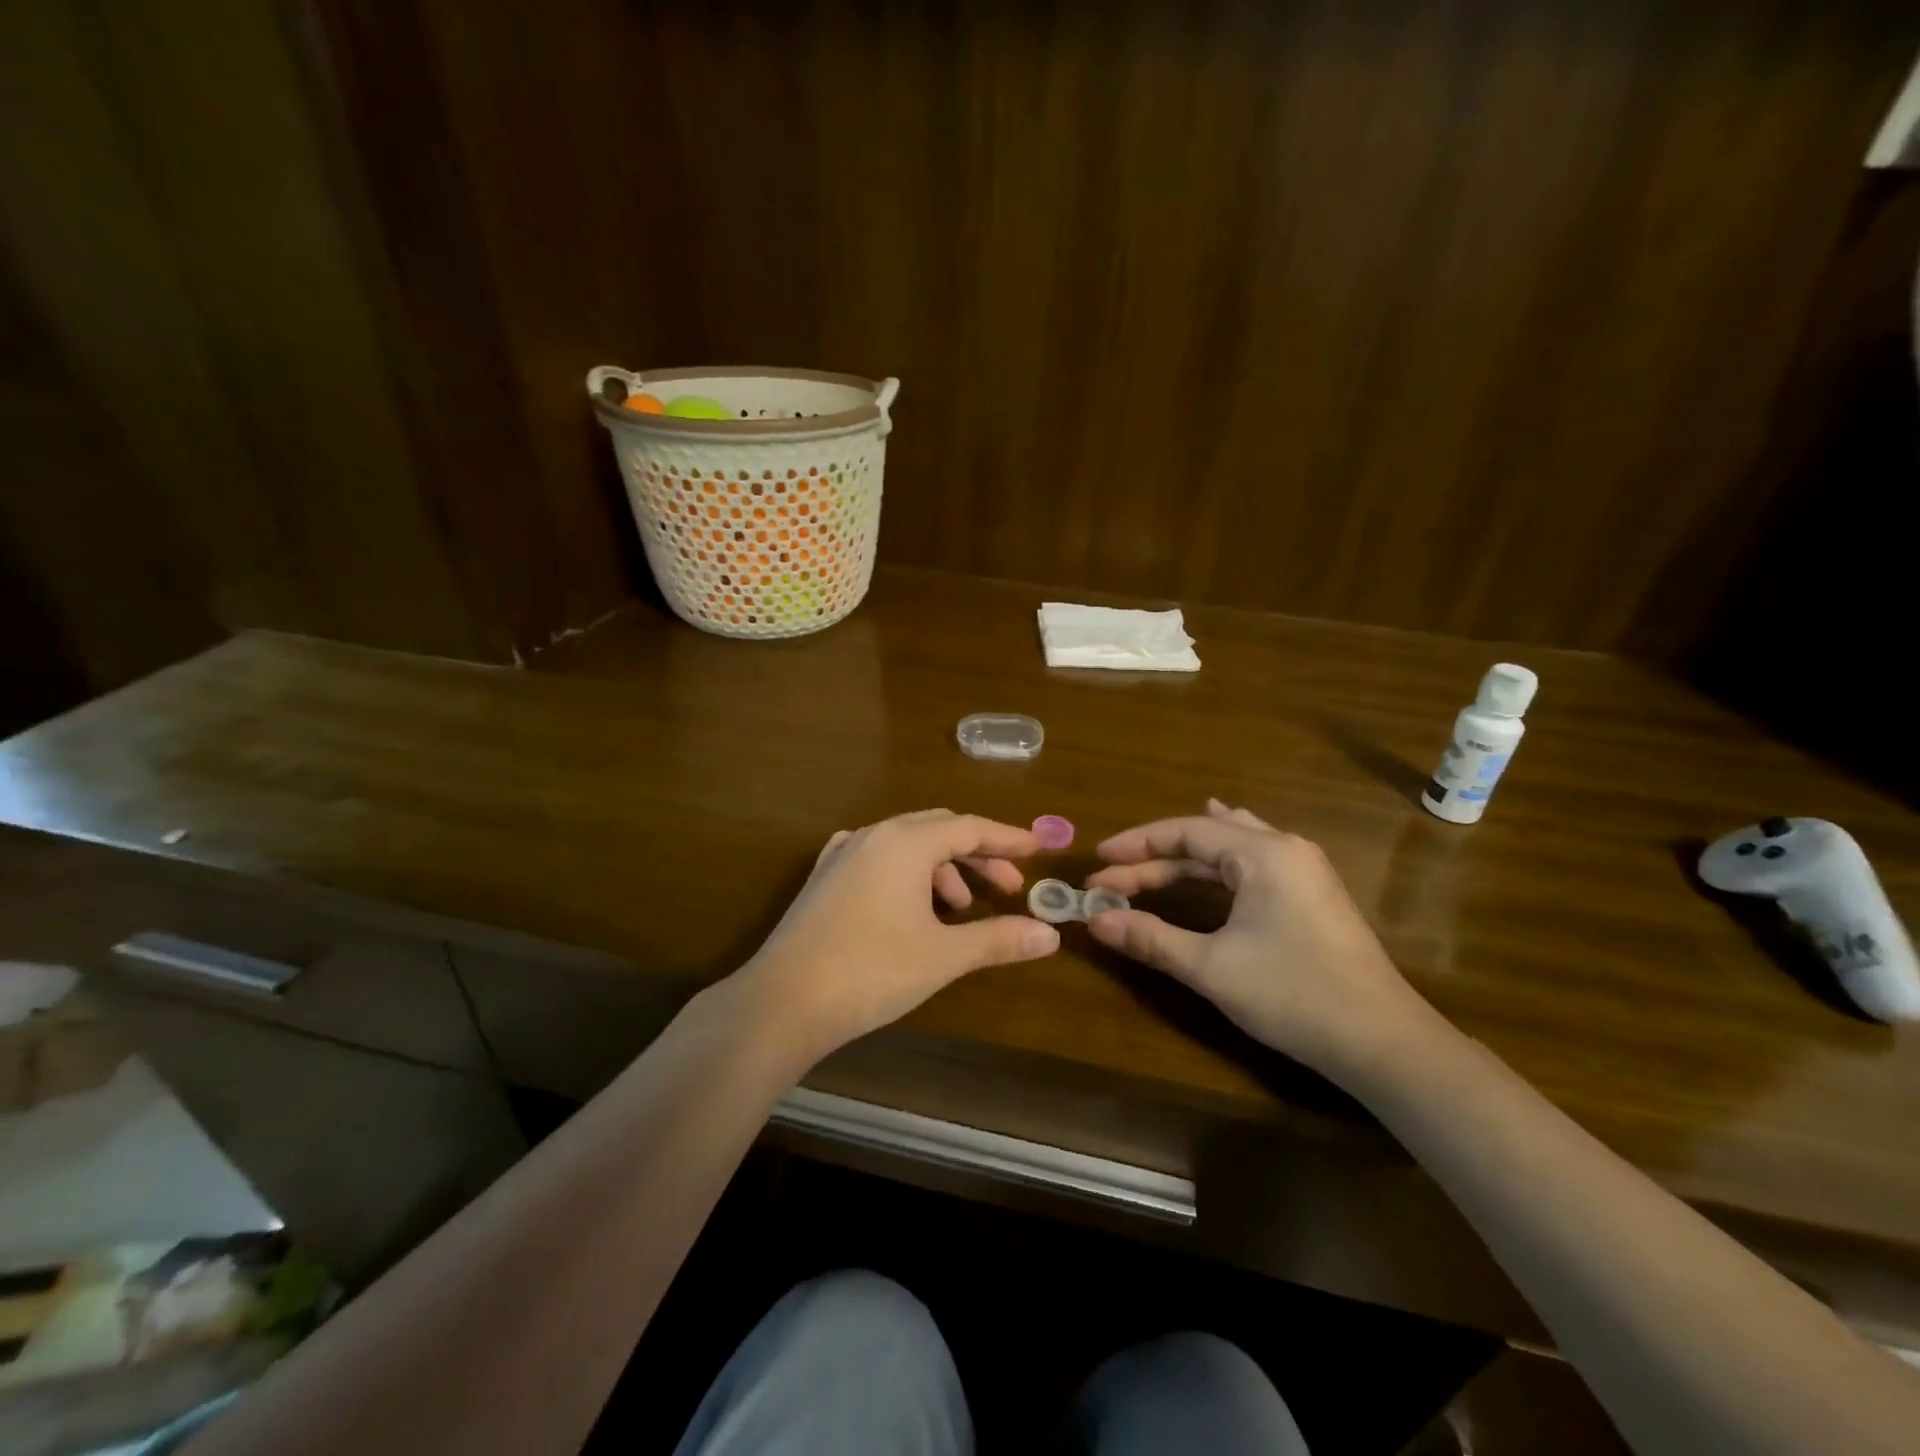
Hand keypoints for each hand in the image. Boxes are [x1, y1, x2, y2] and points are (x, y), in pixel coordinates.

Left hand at [733, 809, 1060, 1064]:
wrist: (782, 1001)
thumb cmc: (871, 971)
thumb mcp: (943, 956)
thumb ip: (998, 939)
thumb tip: (1049, 935)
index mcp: (904, 842)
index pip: (968, 827)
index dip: (1006, 838)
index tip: (1037, 848)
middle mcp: (873, 836)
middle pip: (938, 830)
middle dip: (978, 855)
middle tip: (1008, 887)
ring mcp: (842, 854)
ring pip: (907, 845)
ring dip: (942, 869)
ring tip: (961, 910)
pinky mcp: (824, 878)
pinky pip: (878, 859)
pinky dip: (908, 875)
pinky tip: (912, 904)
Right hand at [1085, 800, 1440, 1080]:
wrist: (1383, 1043)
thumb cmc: (1293, 995)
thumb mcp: (1211, 967)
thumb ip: (1150, 938)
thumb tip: (1095, 922)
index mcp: (1263, 853)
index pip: (1185, 832)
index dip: (1136, 845)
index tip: (1097, 863)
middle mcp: (1285, 849)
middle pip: (1206, 840)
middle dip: (1154, 860)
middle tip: (1110, 882)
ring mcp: (1304, 872)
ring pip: (1231, 848)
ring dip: (1186, 858)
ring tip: (1154, 848)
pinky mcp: (1312, 897)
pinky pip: (1253, 863)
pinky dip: (1220, 863)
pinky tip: (1215, 863)